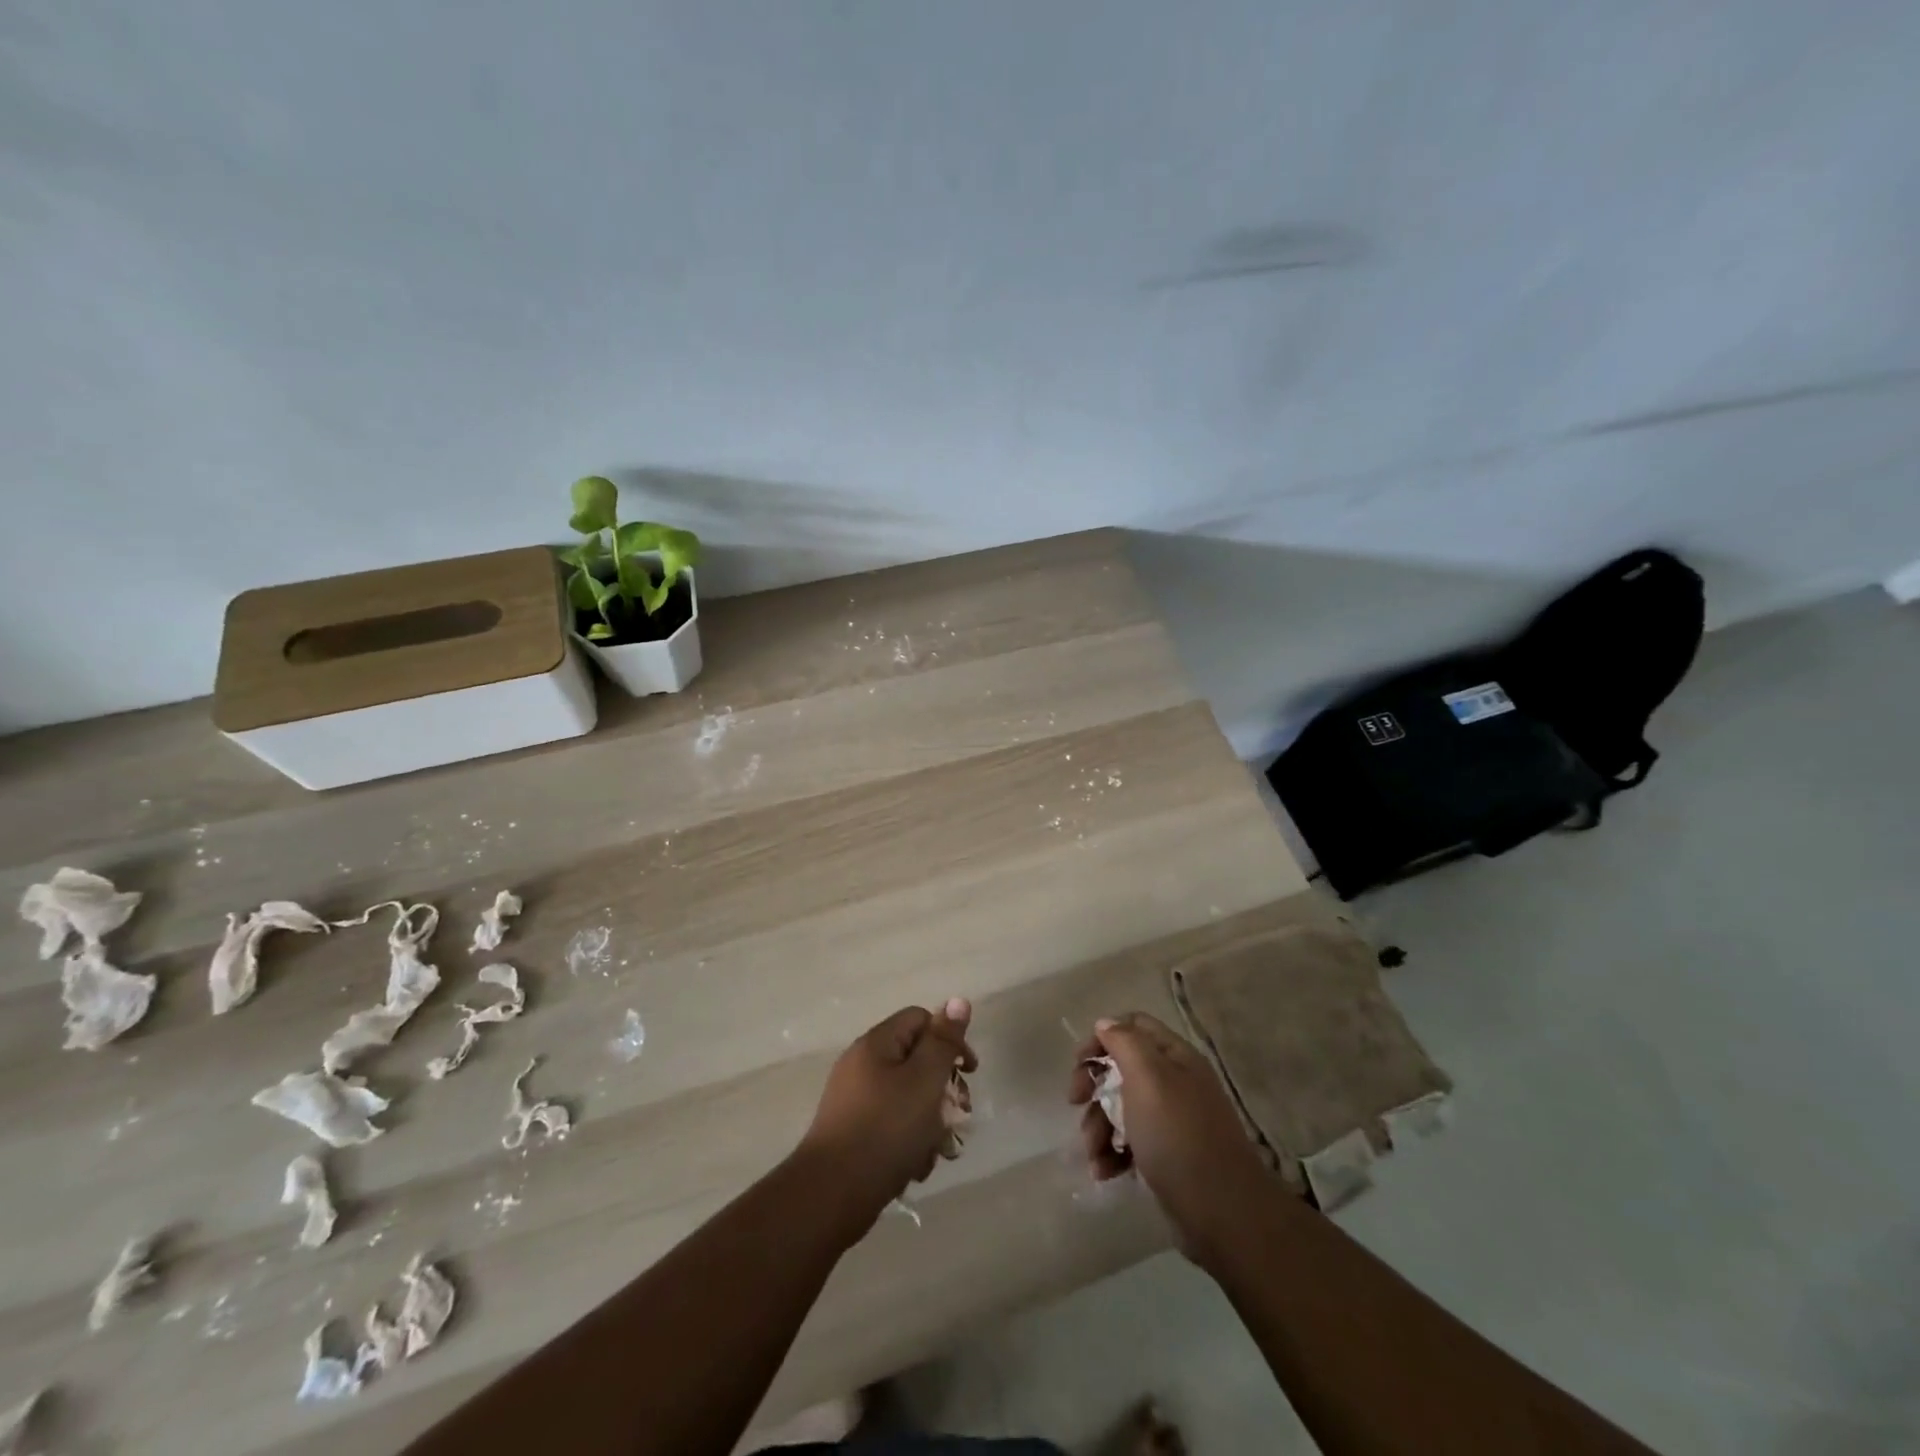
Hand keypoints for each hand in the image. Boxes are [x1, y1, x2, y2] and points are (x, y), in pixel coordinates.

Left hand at [798, 999, 977, 1229]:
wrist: (831, 1195)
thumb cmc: (885, 1129)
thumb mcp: (924, 1080)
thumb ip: (943, 1041)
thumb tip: (957, 1000)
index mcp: (876, 1044)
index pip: (920, 1020)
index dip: (949, 1040)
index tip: (969, 1072)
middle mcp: (862, 1065)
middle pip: (916, 1061)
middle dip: (944, 1088)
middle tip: (960, 1116)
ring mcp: (855, 1101)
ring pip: (907, 1098)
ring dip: (929, 1121)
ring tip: (937, 1150)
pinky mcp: (853, 1133)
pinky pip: (891, 1125)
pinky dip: (908, 1142)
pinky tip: (915, 1167)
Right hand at [1069, 1012, 1270, 1266]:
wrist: (1222, 1213)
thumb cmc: (1178, 1135)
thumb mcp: (1148, 1078)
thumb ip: (1125, 1042)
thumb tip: (1106, 1024)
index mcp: (1175, 1057)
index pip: (1134, 1025)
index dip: (1103, 1037)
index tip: (1080, 1062)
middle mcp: (1175, 1082)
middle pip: (1122, 1067)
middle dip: (1094, 1085)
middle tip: (1075, 1101)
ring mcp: (1171, 1121)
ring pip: (1121, 1108)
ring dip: (1098, 1125)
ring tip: (1093, 1152)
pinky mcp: (1166, 1156)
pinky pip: (1130, 1142)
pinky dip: (1112, 1153)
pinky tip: (1105, 1171)